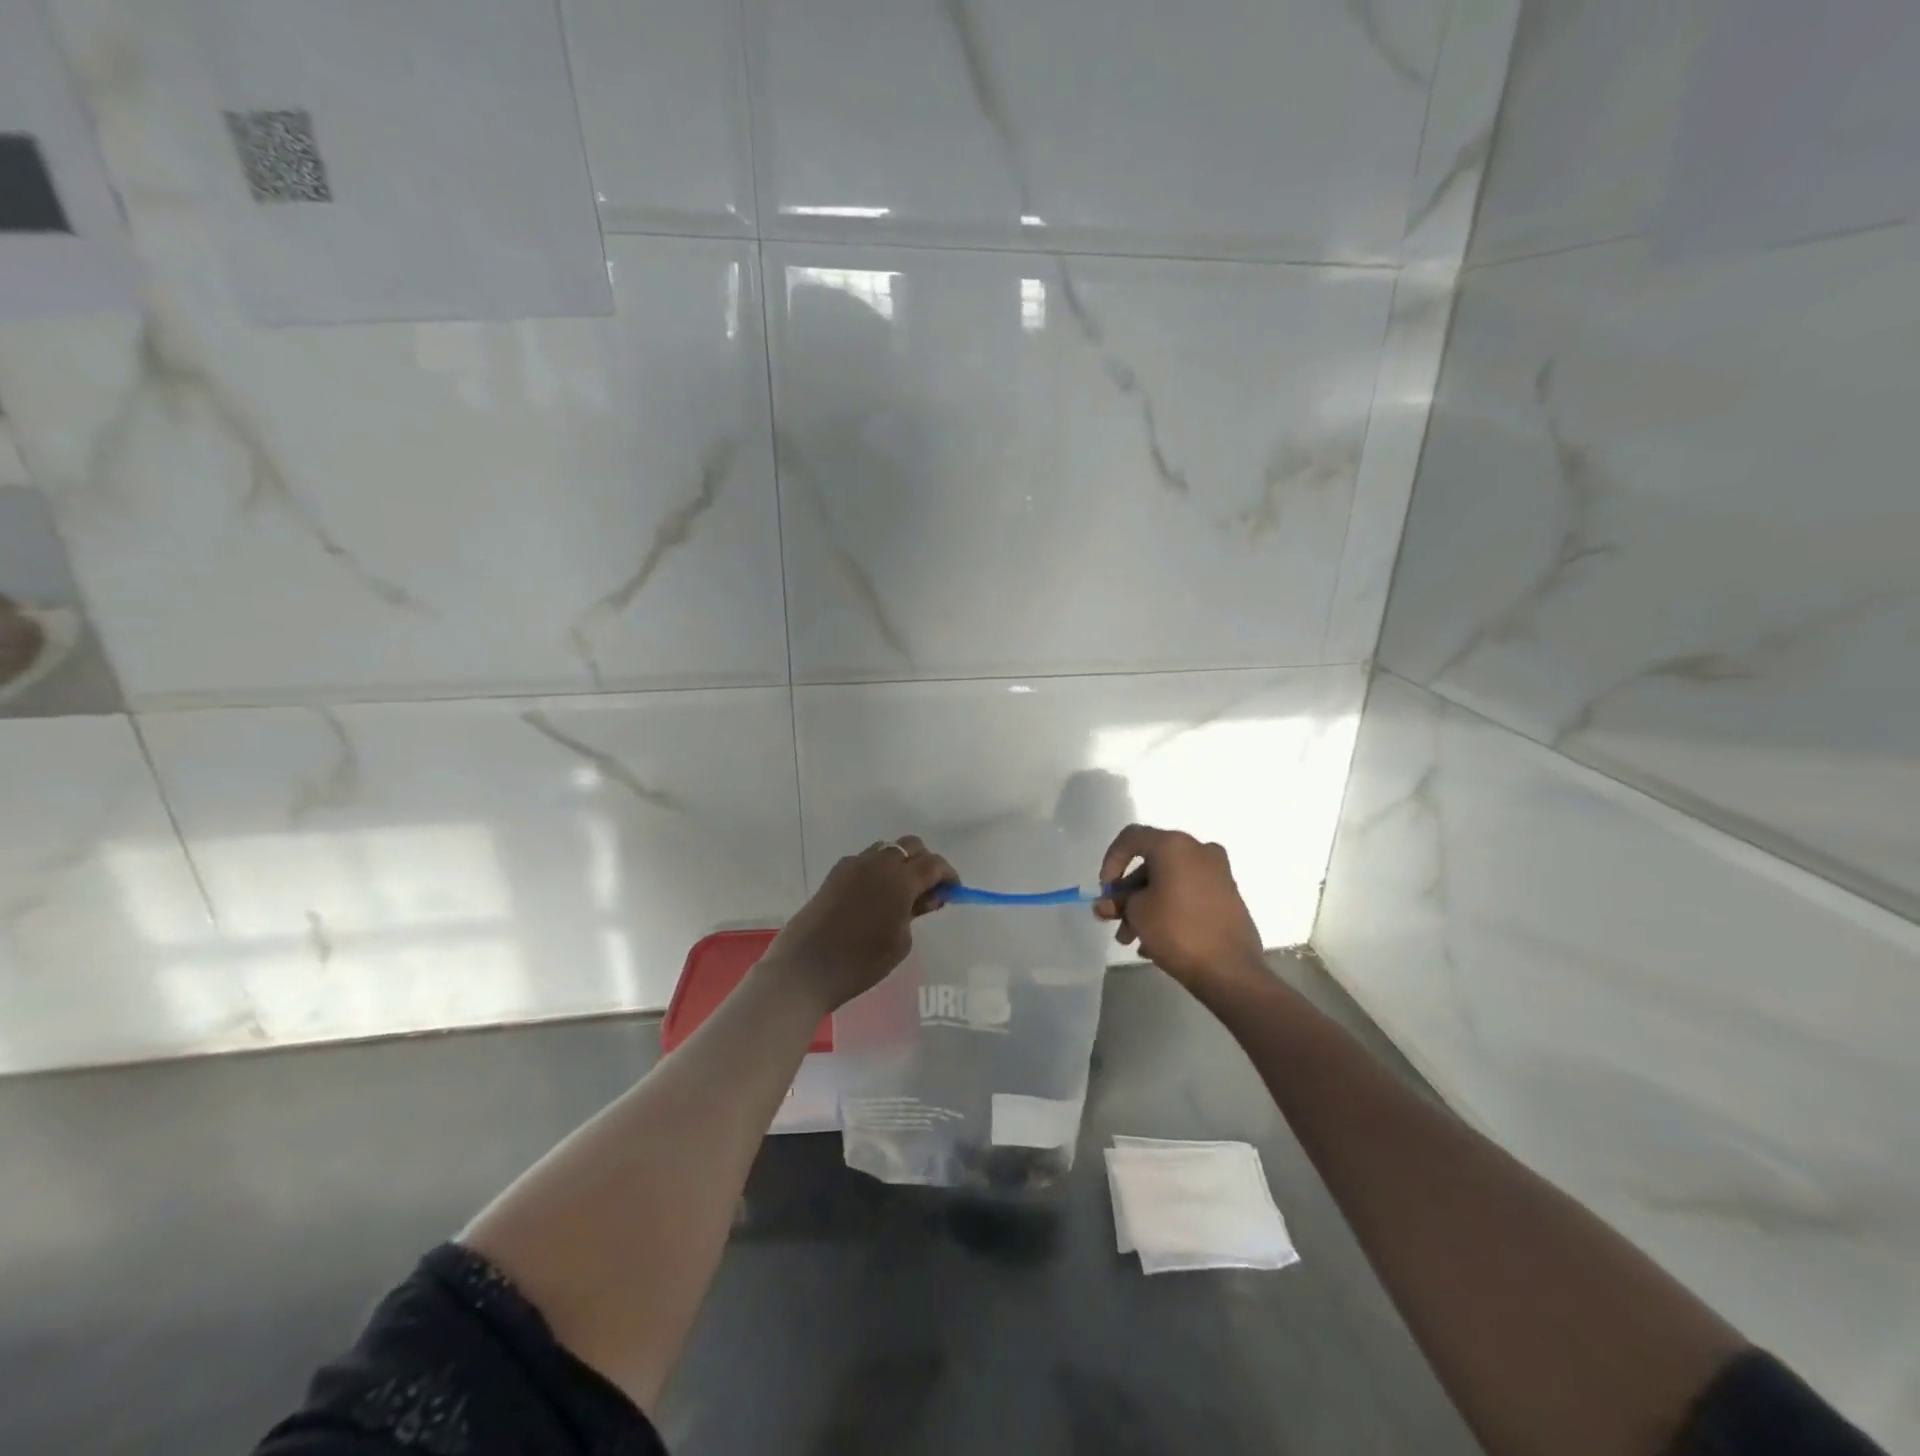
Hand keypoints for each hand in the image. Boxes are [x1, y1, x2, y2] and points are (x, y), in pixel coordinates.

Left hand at [763, 836, 957, 1012]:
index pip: (933, 864)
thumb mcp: (900, 942)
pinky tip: (874, 897)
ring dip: (899, 864)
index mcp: (899, 879)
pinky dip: (877, 871)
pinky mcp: (834, 874)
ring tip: (901, 894)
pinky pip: (864, 861)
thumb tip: (924, 896)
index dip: (948, 875)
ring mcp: (852, 865)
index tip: (953, 892)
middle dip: (924, 862)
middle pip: (910, 846)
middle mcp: (877, 863)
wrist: (805, 969)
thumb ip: (916, 911)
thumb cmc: (861, 962)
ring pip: (886, 850)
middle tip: (928, 891)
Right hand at [1094, 825, 1263, 989]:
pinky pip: (1187, 895)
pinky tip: (1153, 943)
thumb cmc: (1177, 930)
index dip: (1111, 861)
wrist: (1231, 971)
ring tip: (1131, 940)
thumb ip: (1119, 901)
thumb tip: (1109, 904)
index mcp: (1175, 845)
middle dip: (1128, 893)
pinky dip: (1168, 910)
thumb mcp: (1137, 913)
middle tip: (1113, 920)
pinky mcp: (1228, 897)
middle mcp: (1199, 851)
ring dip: (1145, 906)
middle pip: (1151, 864)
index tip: (1106, 891)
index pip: (1131, 838)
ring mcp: (1218, 874)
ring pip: (1169, 882)